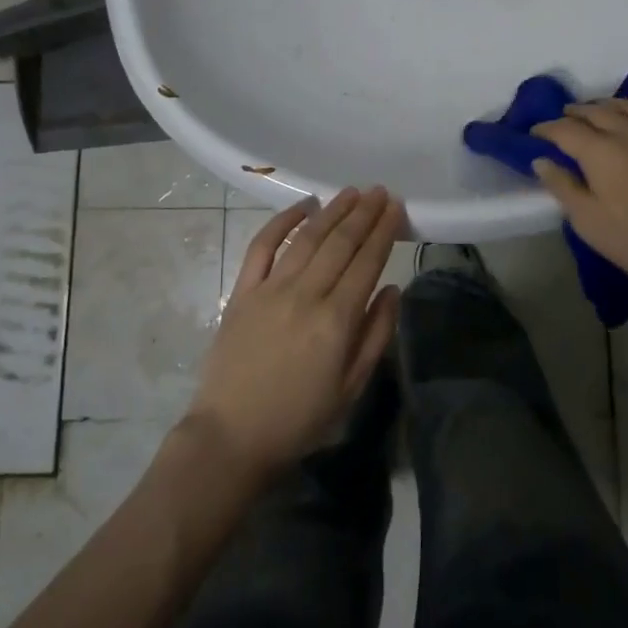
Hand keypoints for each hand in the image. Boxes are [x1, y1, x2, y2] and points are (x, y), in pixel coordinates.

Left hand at [184, 187, 403, 478]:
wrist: (231, 437)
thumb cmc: (299, 419)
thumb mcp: (351, 388)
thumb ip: (376, 335)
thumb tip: (393, 289)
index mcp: (336, 320)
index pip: (367, 261)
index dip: (384, 231)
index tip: (396, 207)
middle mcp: (305, 294)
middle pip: (340, 242)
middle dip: (364, 213)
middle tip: (380, 191)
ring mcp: (270, 289)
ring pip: (307, 238)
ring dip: (331, 211)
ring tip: (351, 192)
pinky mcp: (242, 292)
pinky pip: (262, 247)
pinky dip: (281, 222)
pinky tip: (301, 206)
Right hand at [532, 91, 627, 296]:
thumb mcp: (588, 222)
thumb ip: (563, 187)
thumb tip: (541, 160)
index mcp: (600, 152)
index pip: (565, 130)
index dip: (547, 129)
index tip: (535, 133)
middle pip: (596, 112)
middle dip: (575, 113)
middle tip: (563, 118)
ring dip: (609, 103)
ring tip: (598, 108)